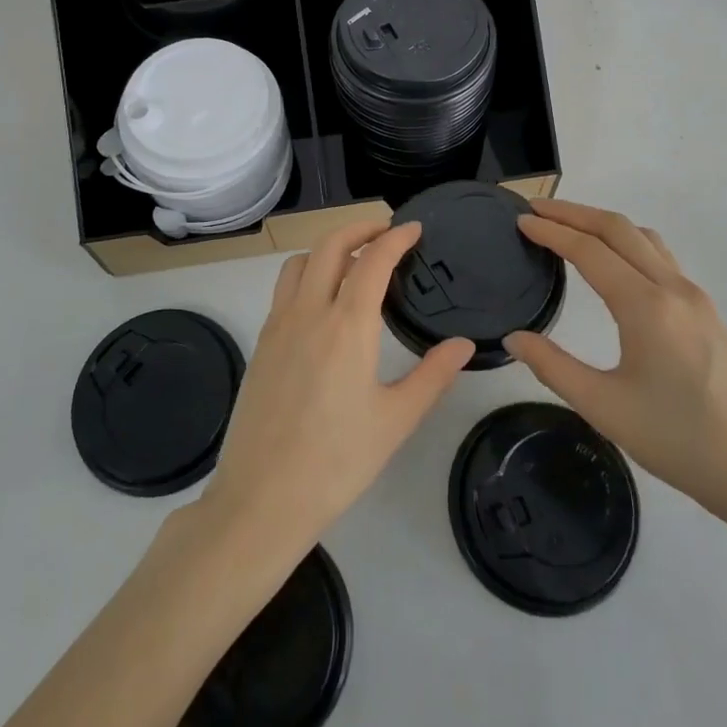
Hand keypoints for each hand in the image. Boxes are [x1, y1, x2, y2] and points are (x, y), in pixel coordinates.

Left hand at [200, 221, 472, 560]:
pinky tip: (324, 303)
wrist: (262, 499)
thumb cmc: (337, 461)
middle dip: (360, 227)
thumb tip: (464, 344)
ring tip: (354, 263)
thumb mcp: (396, 420)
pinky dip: (308, 274)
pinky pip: (285, 289)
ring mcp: (278, 325)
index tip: (415, 229)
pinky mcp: (261, 343)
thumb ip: (433, 375)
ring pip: (300, 262)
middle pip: (330, 245)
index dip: (396, 237)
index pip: (373, 260)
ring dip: (328, 249)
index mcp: (347, 326)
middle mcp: (309, 312)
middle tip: (386, 233)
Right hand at [506, 200, 726, 534]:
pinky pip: (660, 256)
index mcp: (646, 306)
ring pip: (643, 238)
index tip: (520, 220)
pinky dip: (626, 242)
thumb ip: (553, 367)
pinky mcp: (707, 312)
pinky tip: (614, 263)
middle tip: (536, 209)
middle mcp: (673, 288)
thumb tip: (514, 338)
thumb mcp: (604, 408)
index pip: (589, 250)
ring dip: (602, 224)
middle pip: (618, 229)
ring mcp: (695, 297)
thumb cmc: (680, 442)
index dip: (551, 231)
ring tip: (569, 228)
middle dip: (573, 213)